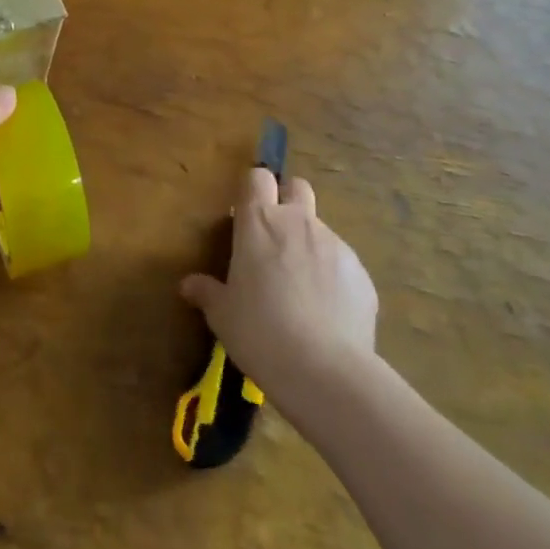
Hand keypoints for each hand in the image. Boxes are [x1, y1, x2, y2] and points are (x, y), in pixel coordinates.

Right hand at [180, 168, 378, 400]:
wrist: (325, 370)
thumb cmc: (260, 332)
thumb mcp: (223, 316)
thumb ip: (207, 292)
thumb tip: (188, 285)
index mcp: (259, 222)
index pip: (257, 178)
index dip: (253, 191)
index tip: (246, 215)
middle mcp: (298, 222)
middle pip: (297, 187)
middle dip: (288, 201)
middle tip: (276, 239)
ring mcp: (335, 244)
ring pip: (321, 230)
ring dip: (310, 247)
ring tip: (303, 291)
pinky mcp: (361, 273)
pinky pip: (343, 265)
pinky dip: (334, 279)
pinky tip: (327, 315)